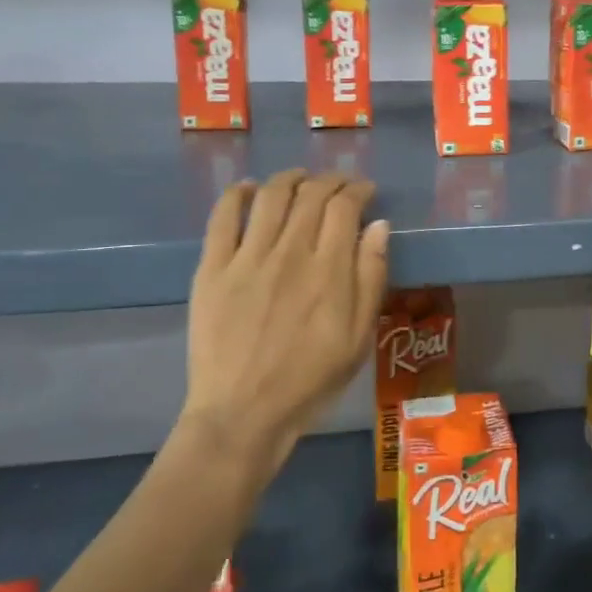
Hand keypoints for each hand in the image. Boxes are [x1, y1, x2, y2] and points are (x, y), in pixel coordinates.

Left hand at [179, 170, 390, 477]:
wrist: (242, 413)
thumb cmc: (310, 379)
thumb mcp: (359, 336)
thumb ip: (371, 276)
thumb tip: (379, 225)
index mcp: (329, 269)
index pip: (344, 206)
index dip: (358, 189)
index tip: (365, 190)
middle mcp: (289, 251)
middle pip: (311, 194)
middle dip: (330, 180)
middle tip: (338, 184)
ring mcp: (247, 257)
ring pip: (270, 196)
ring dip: (290, 178)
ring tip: (300, 178)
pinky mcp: (212, 269)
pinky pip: (222, 217)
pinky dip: (237, 194)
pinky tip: (248, 189)